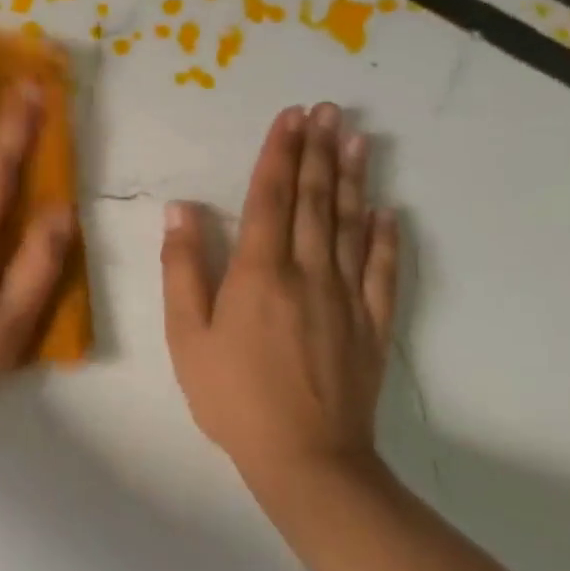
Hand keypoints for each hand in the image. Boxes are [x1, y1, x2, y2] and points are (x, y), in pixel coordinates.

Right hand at [159, 103, 400, 499]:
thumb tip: (182, 209)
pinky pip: (381, 271)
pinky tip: (387, 212)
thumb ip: (183, 268)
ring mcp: (346, 298)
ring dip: (352, 179)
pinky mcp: (371, 325)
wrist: (306, 460)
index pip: (269, 197)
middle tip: (328, 110)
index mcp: (259, 272)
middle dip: (318, 151)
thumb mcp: (186, 335)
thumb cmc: (232, 396)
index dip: (278, 153)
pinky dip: (384, 237)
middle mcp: (307, 272)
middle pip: (313, 200)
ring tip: (358, 139)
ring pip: (349, 225)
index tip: (290, 117)